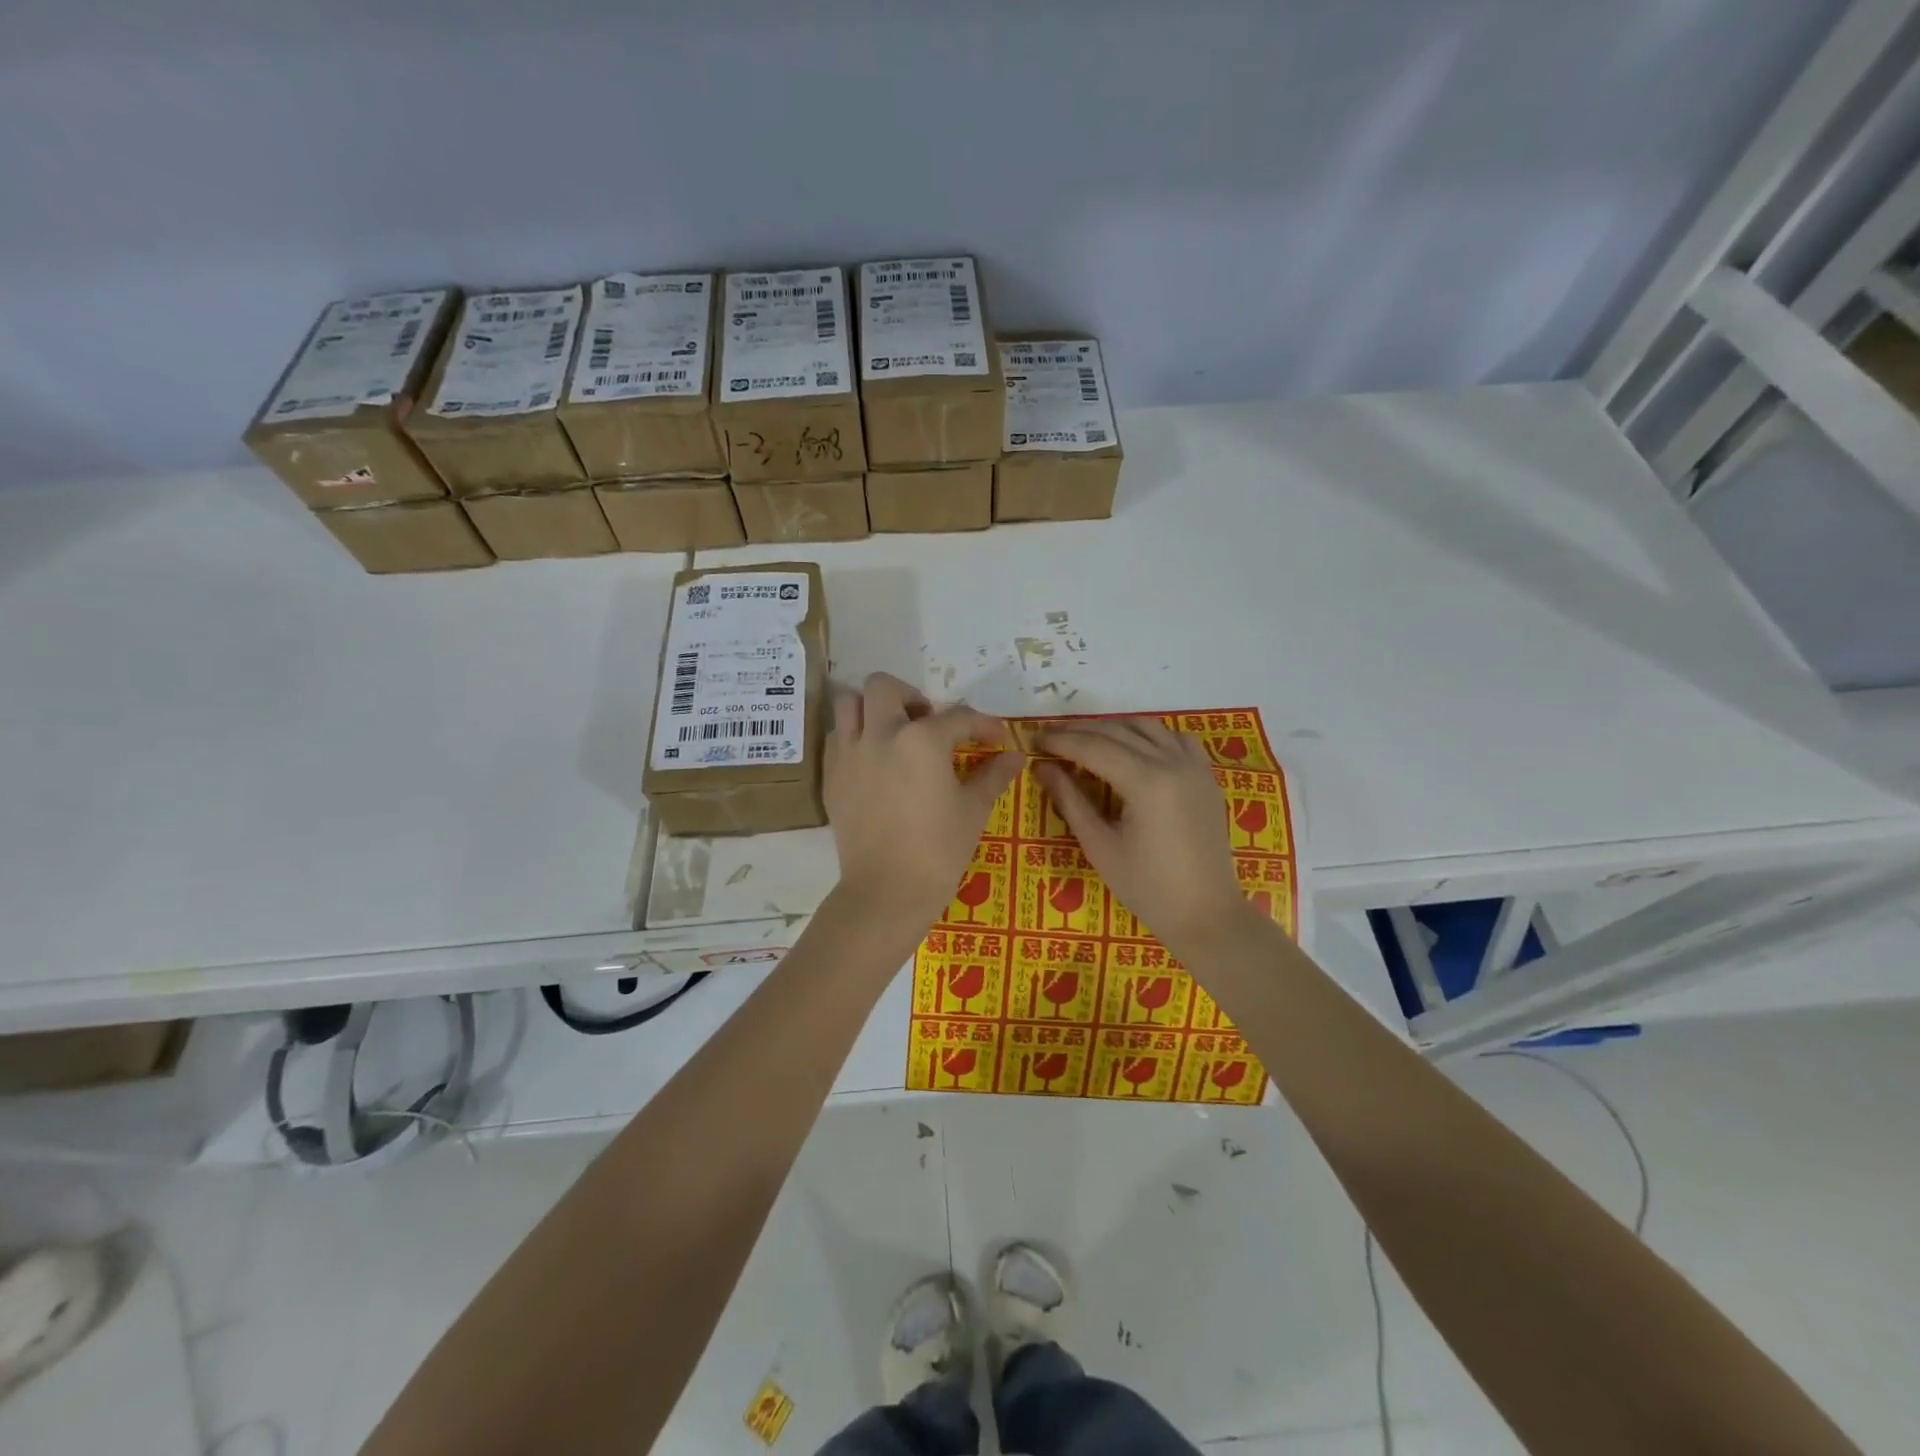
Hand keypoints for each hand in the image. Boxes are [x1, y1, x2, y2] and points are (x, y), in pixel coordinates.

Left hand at [824, 673, 1023, 935]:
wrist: (886, 892)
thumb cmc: (938, 851)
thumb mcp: (973, 810)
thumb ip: (993, 775)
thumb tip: (1015, 756)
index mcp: (922, 739)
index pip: (958, 717)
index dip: (983, 724)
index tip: (996, 738)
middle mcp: (880, 734)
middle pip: (885, 687)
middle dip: (910, 696)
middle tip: (927, 722)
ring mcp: (849, 754)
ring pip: (849, 704)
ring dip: (872, 709)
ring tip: (892, 733)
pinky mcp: (831, 776)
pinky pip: (836, 738)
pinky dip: (853, 737)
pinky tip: (872, 760)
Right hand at [1036, 718, 1254, 953]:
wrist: (1206, 914)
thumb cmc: (1147, 888)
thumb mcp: (1099, 846)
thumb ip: (1070, 801)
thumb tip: (1042, 768)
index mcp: (1147, 782)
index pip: (1093, 747)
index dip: (1060, 740)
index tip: (1033, 740)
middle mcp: (1172, 763)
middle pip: (1117, 731)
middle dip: (1079, 731)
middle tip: (1050, 738)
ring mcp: (1194, 766)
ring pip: (1146, 727)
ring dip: (1112, 728)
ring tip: (1085, 741)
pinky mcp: (1206, 775)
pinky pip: (1175, 738)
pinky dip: (1148, 735)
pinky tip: (1132, 748)